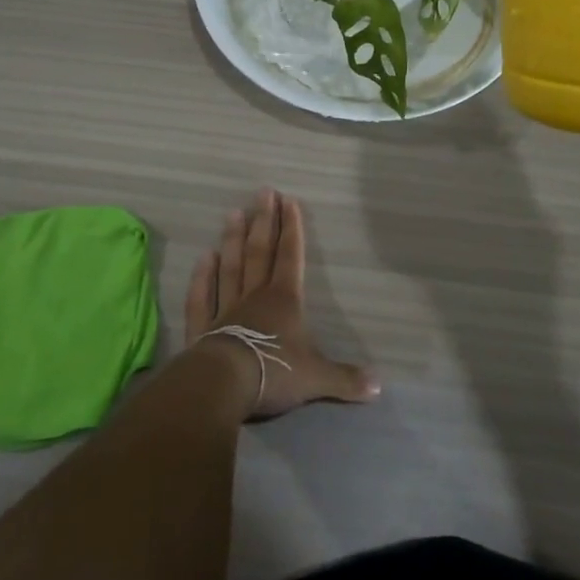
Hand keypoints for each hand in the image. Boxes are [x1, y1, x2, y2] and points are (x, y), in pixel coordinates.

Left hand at [183, 189, 378, 419]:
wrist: (226, 384)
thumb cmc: (275, 372)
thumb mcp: (317, 378)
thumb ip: (345, 379)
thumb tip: (378, 387)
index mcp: (285, 300)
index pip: (291, 256)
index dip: (292, 229)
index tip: (289, 200)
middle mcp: (255, 296)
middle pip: (260, 252)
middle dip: (264, 222)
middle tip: (262, 192)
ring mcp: (226, 309)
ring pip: (231, 267)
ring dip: (233, 240)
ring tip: (233, 213)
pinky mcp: (203, 327)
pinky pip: (202, 297)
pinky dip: (202, 278)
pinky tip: (203, 258)